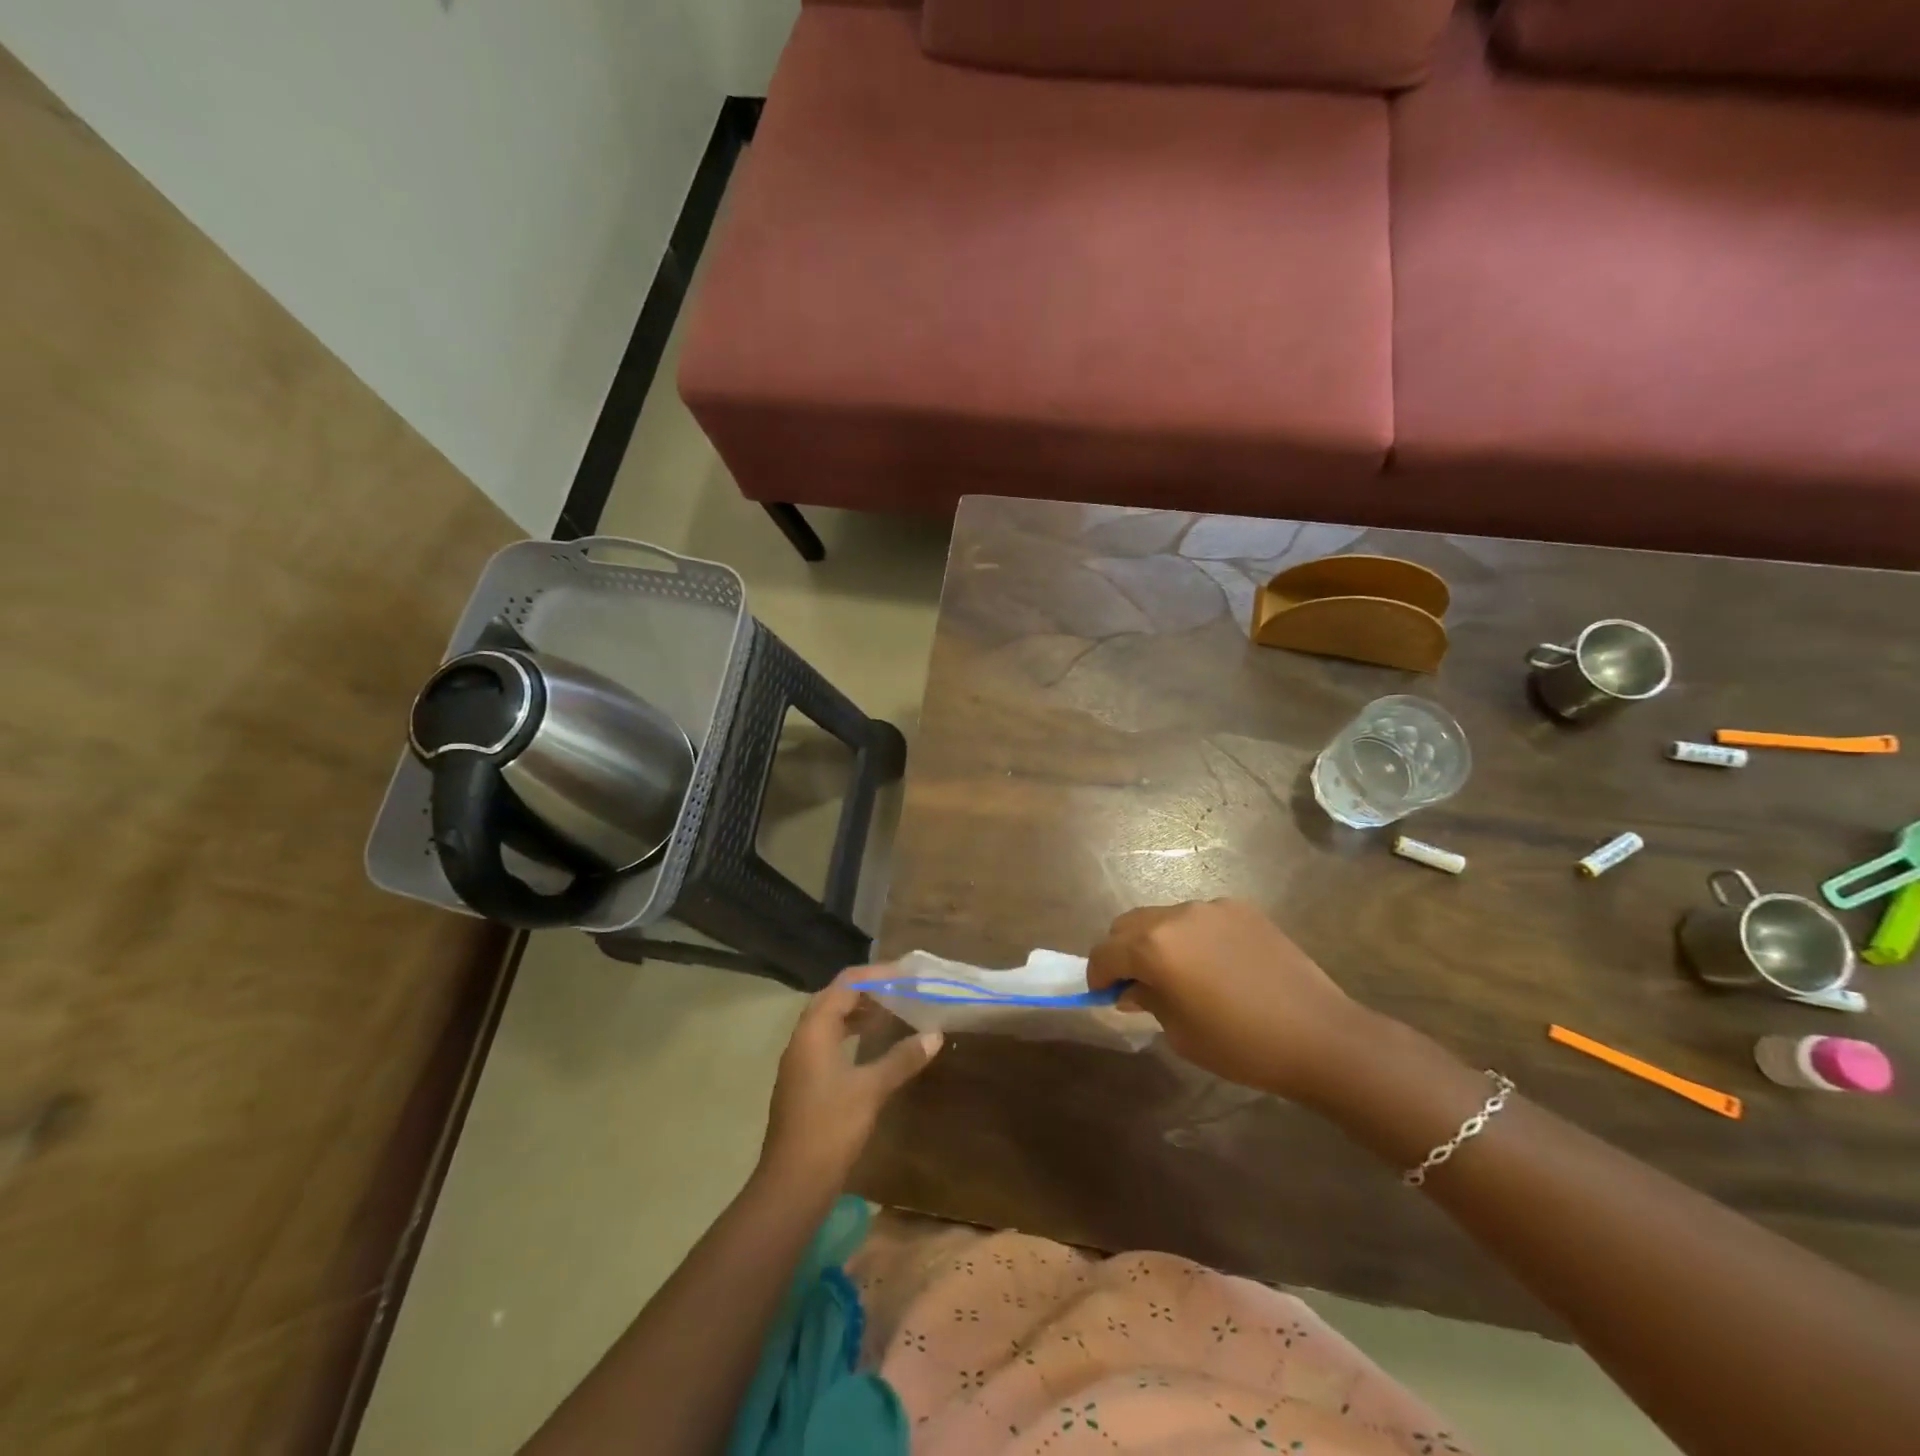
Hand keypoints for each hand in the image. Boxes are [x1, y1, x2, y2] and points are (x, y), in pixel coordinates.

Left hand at [760, 969, 942, 1189]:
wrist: (793, 1184)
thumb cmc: (831, 1128)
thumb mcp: (871, 1090)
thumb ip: (902, 1059)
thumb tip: (934, 1035)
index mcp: (814, 1030)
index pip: (845, 984)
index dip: (876, 975)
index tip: (906, 974)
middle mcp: (802, 1038)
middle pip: (833, 998)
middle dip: (866, 990)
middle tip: (899, 989)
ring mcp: (799, 1062)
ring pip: (829, 1021)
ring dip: (857, 1012)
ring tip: (891, 1011)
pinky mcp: (802, 1082)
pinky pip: (827, 1042)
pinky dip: (849, 1034)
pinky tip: (871, 1046)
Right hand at [1087, 899, 1368, 1100]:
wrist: (1318, 1035)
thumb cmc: (1241, 1045)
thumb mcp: (1180, 1033)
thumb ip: (1148, 1001)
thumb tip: (1134, 988)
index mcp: (1154, 947)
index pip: (1105, 952)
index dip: (1098, 974)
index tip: (1104, 993)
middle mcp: (1176, 916)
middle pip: (1128, 924)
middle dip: (1122, 951)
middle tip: (1137, 982)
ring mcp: (1210, 907)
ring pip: (1163, 917)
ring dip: (1157, 940)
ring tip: (1181, 973)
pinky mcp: (1240, 908)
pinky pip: (1199, 917)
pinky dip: (1192, 935)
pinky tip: (1217, 964)